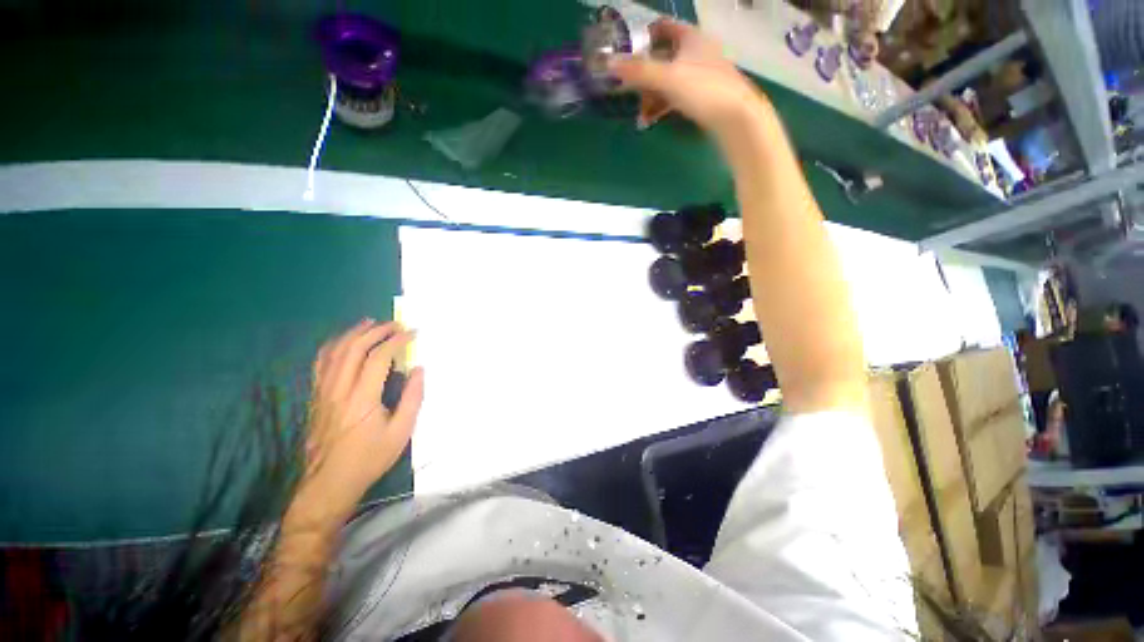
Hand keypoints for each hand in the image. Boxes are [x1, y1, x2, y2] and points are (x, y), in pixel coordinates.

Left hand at [303, 319, 423, 511]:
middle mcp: (339, 389)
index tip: (413, 333)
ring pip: (335, 352)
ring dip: (354, 333)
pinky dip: (334, 346)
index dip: (396, 341)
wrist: (328, 484)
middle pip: (355, 348)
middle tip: (396, 324)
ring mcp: (323, 392)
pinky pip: (321, 363)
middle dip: (377, 331)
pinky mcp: (316, 397)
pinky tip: (344, 342)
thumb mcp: (401, 432)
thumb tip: (418, 370)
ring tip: (371, 323)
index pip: (378, 357)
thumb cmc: (369, 458)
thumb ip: (412, 398)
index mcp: (362, 398)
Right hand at [608, 20, 766, 136]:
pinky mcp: (703, 96)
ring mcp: (701, 75)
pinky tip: (651, 120)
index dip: (643, 36)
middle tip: (629, 89)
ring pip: (669, 80)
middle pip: (663, 56)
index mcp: (690, 37)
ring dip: (651, 95)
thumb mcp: (667, 78)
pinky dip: (662, 105)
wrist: (736, 117)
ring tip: (640, 114)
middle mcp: (696, 52)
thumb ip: (638, 71)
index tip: (626, 51)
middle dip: (644, 74)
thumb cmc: (702, 90)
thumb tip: (608, 63)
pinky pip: (676, 96)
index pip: (663, 27)